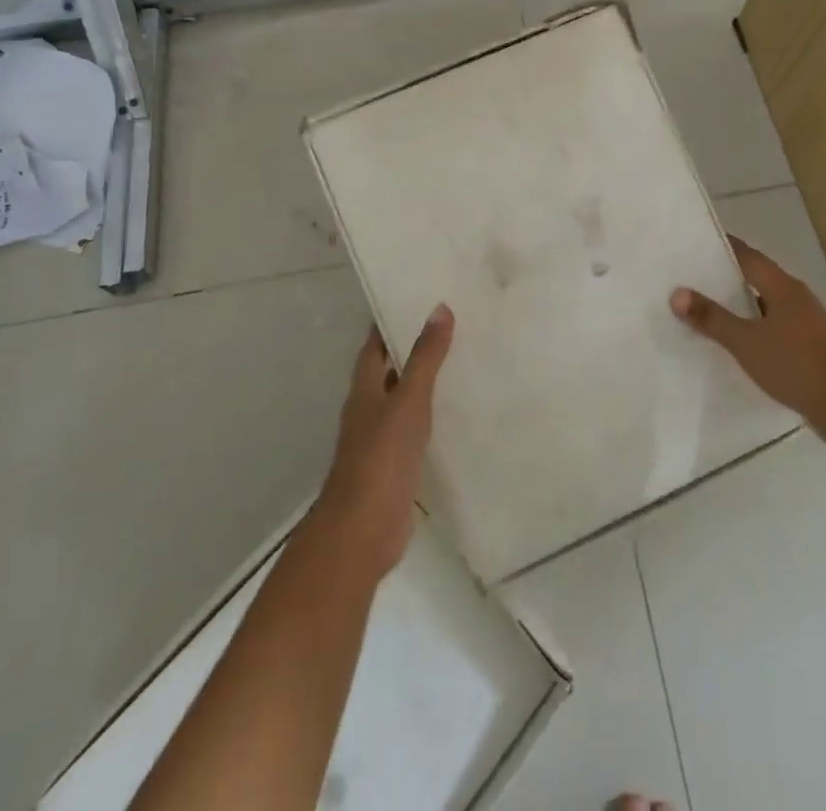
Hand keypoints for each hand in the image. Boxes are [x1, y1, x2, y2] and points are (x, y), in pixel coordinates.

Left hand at [314, 305, 453, 572]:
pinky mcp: (396, 465)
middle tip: (450, 323)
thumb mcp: (408, 400)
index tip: (417, 296)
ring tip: (462, 359)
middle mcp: (369, 408)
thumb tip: (439, 308)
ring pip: (403, 399)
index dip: (390, 319)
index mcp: (365, 388)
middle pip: (389, 369)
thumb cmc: (381, 457)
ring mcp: (380, 439)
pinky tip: (457, 411)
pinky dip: (432, 415)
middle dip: (412, 347)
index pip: (375, 344)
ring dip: (424, 381)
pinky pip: (415, 429)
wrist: (363, 529)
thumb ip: (425, 357)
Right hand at [671, 237, 825, 426]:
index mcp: (782, 286)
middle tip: (693, 275)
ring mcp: (807, 319)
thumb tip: (677, 293)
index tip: (696, 242)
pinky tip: (740, 337)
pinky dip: (755, 323)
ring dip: (742, 302)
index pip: (747, 255)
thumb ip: (711, 318)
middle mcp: (797, 295)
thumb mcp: (745, 342)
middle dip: (727, 275)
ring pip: (767, 301)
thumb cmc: (793, 364)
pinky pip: (776, 322)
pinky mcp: (811, 342)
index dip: (722, 248)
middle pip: (757, 276)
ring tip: (710, 306)